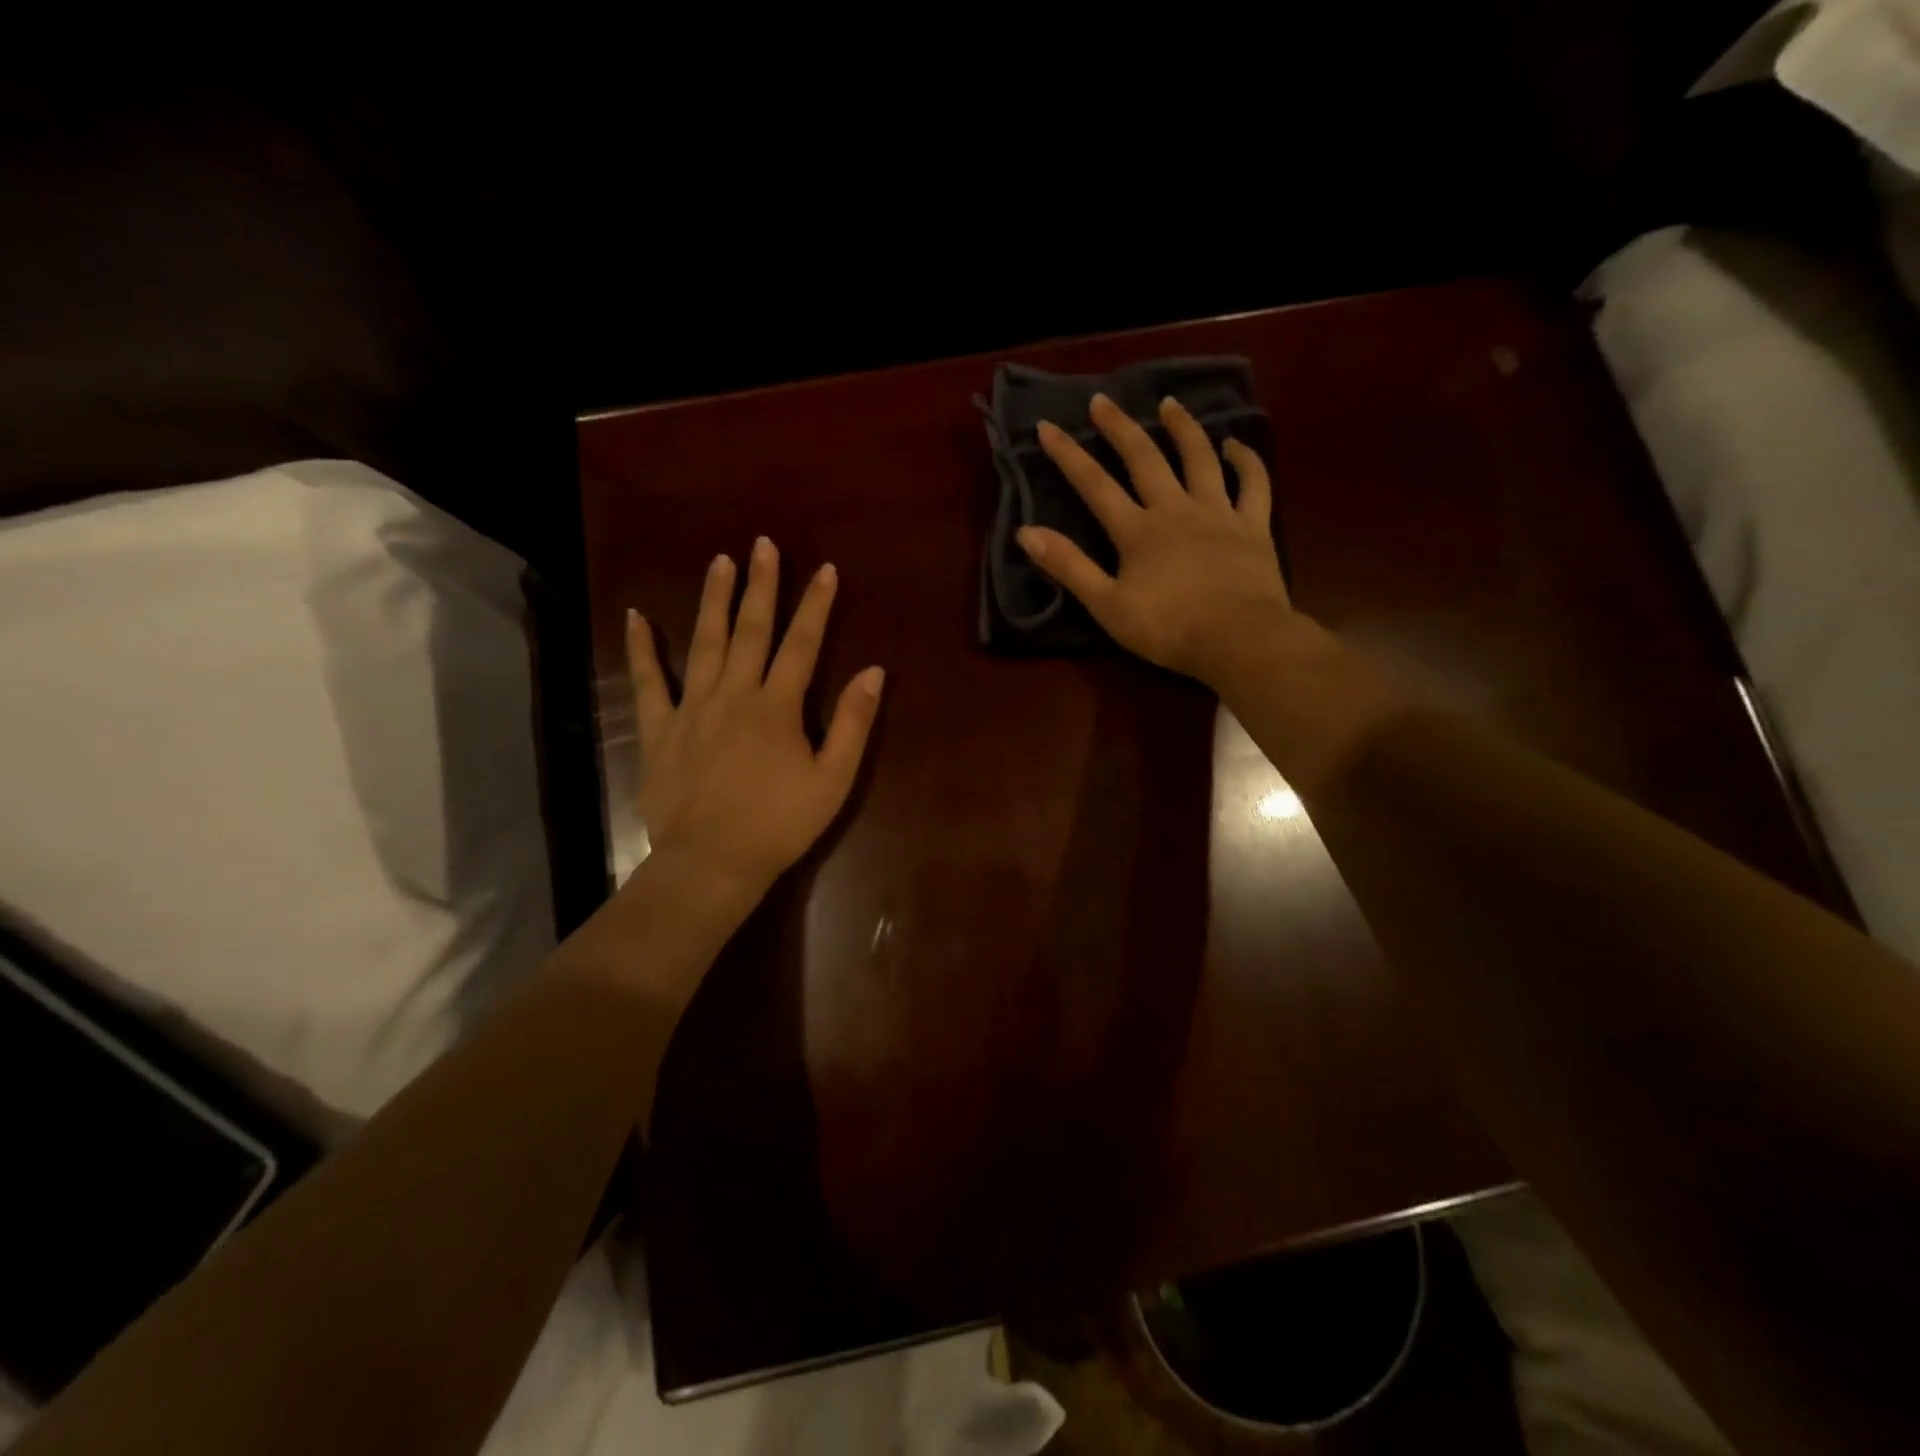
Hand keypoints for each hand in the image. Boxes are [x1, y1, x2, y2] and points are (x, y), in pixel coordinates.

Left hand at [625, 537, 883, 907]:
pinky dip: (641, 649)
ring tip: (719, 561)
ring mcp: (692, 709)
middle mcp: (734, 695)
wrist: (713, 862)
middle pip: (750, 630)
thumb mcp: (833, 780)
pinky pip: (648, 682)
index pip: (802, 644)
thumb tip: (872, 672)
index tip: (825, 569)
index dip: (815, 605)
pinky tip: (635, 617)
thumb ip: (853, 724)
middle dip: (761, 586)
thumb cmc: (780, 824)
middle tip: (763, 544)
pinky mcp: (660, 729)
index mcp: (777, 707)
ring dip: (713, 600)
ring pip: (703, 643)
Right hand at [1019, 393, 1292, 686]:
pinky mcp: (1253, 526)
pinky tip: (1235, 444)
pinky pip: (1253, 483)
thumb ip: (1069, 567)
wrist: (1237, 639)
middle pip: (1144, 459)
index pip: (1095, 485)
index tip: (1047, 427)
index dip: (1068, 455)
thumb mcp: (1106, 605)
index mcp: (1137, 531)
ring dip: (1183, 428)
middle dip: (1120, 428)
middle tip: (1103, 401)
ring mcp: (1218, 513)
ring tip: (1169, 404)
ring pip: (1199, 459)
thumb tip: (1026, 532)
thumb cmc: (1167, 628)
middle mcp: (1175, 510)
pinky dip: (1246, 460)